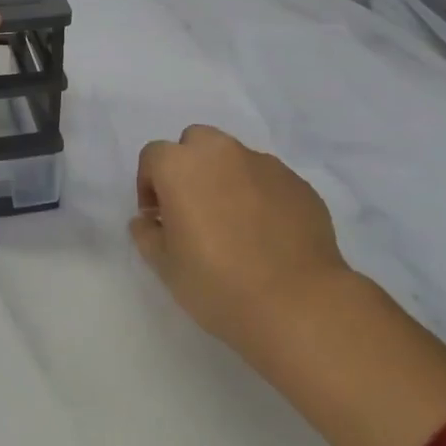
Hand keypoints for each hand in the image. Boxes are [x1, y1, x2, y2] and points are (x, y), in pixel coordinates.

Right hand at [131, 126, 347, 347]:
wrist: (297, 303)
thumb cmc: (218, 283)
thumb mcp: (165, 267)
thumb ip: (147, 234)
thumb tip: (147, 220)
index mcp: (181, 166)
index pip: (153, 156)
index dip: (149, 184)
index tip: (157, 217)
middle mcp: (222, 153)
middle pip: (196, 143)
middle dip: (189, 168)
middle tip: (193, 209)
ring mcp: (264, 164)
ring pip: (234, 159)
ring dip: (225, 179)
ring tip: (234, 224)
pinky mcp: (298, 183)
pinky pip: (267, 180)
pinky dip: (259, 195)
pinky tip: (266, 234)